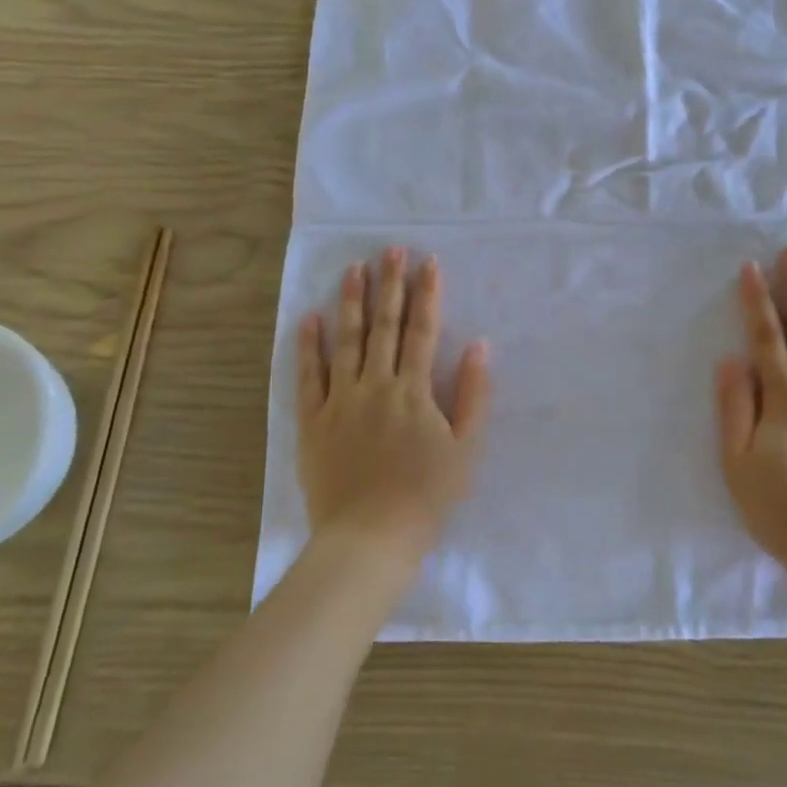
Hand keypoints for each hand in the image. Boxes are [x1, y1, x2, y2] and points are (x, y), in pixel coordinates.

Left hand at [297, 248, 490, 566]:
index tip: (428, 262)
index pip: (422, 331)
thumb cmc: (427, 495)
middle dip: (389, 285)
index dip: (426, 294)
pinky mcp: (313, 421)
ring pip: (345, 341)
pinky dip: (309, 346)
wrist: (370, 537)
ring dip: (350, 302)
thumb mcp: (466, 448)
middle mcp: (376, 385)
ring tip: (352, 269)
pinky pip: (308, 376)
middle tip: (389, 249)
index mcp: (414, 391)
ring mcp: (340, 401)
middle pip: (383, 326)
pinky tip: (310, 318)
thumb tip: (478, 345)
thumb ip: (473, 394)